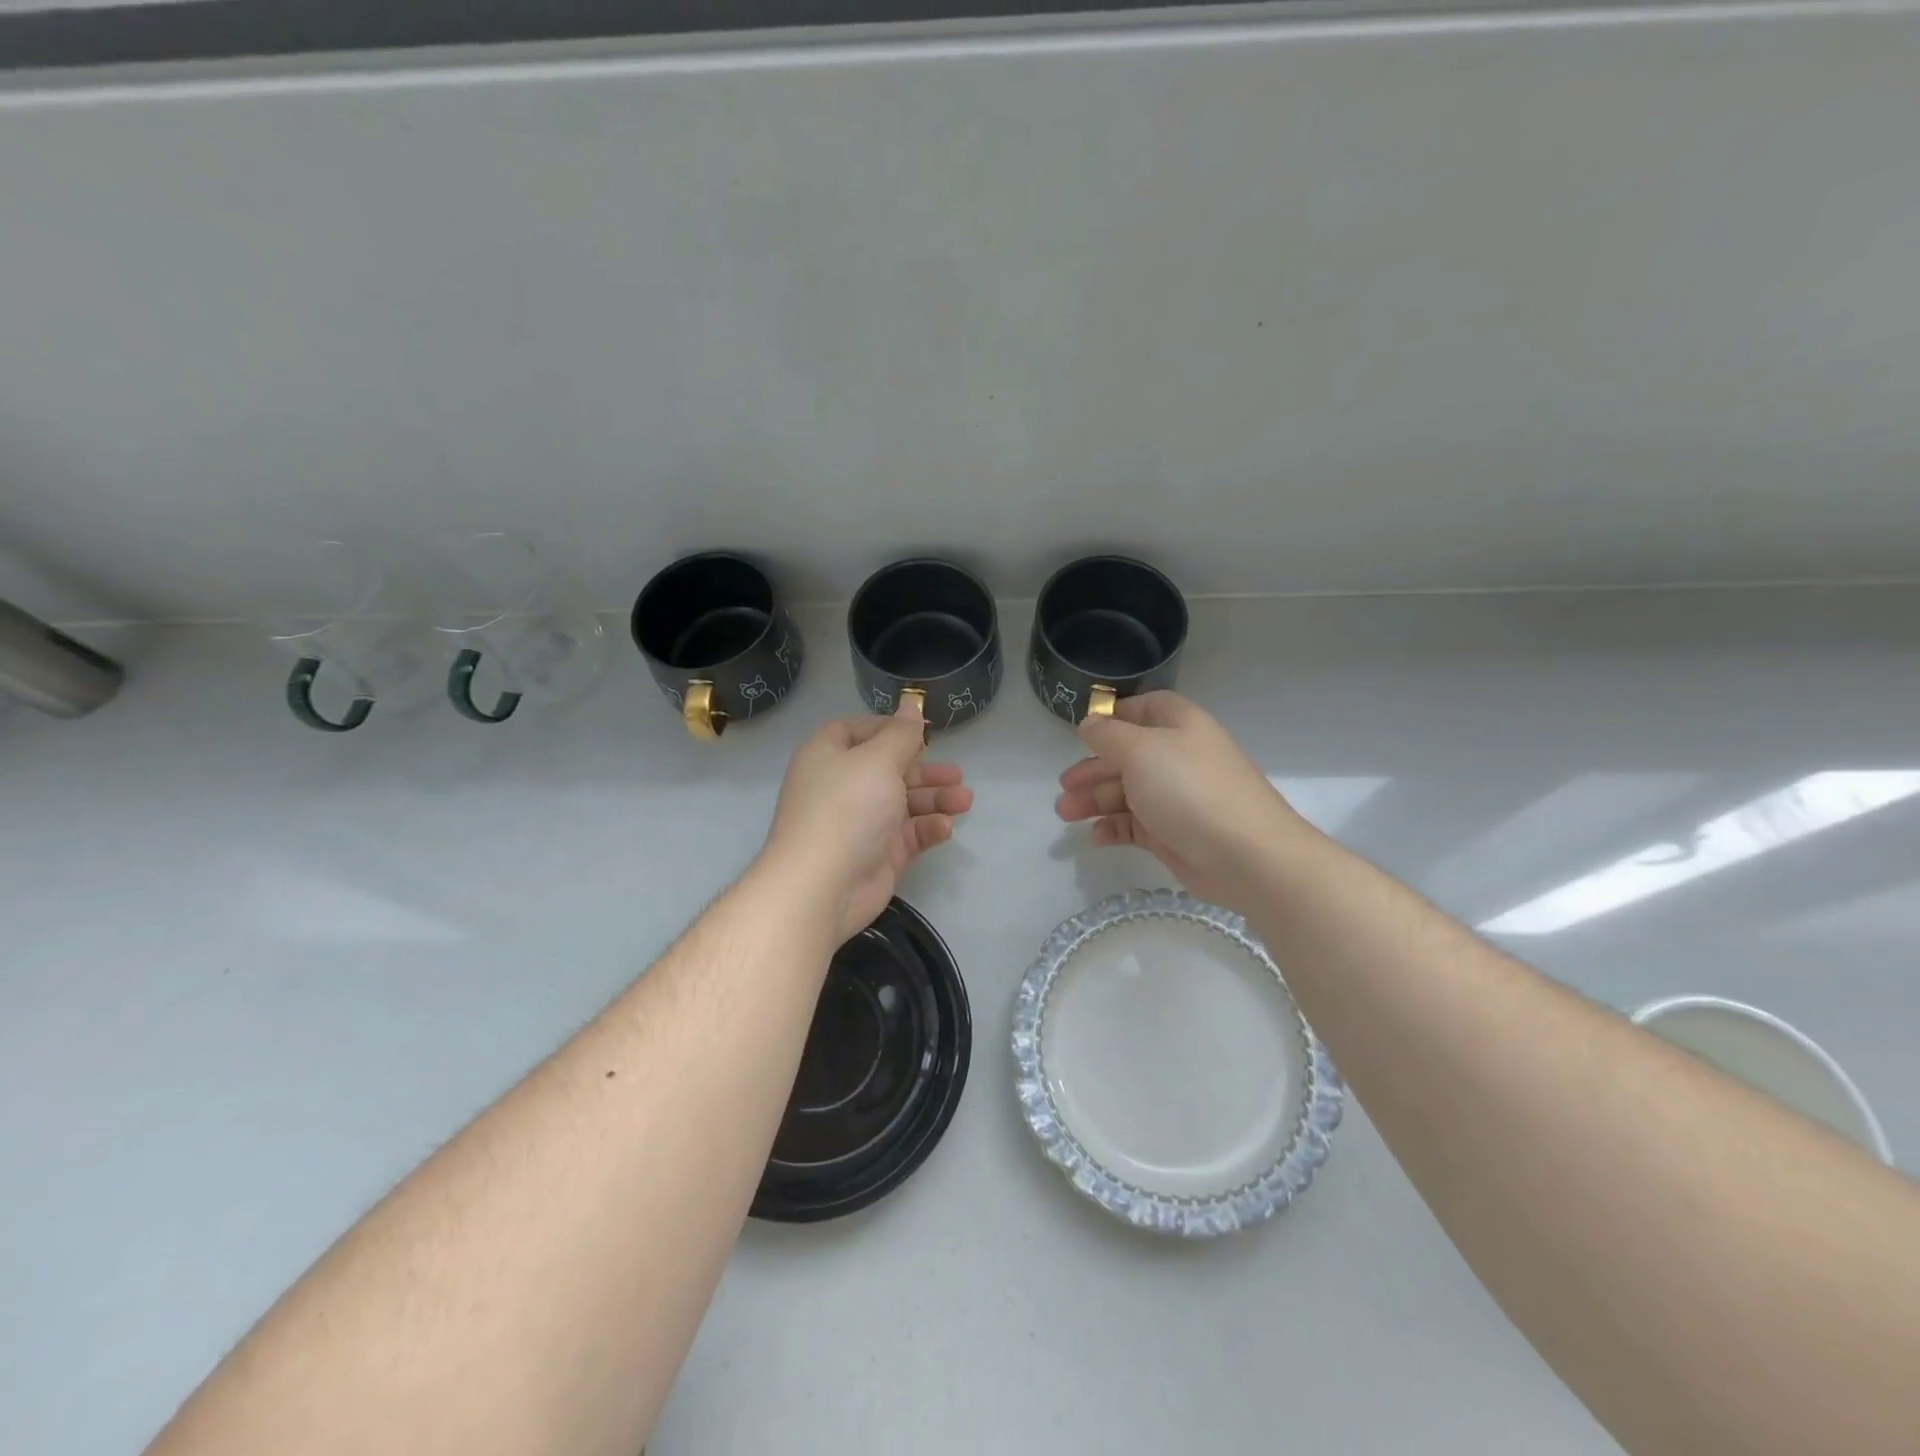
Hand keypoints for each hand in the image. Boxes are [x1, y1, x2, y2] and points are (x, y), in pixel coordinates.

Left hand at [760, 699, 972, 942]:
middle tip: (956, 774)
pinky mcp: (876, 854)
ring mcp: (860, 823)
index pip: (858, 730)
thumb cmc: (847, 808)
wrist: (822, 886)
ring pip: (903, 802)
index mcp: (829, 756)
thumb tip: (912, 703)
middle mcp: (842, 786)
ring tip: (965, 800)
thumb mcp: (878, 760)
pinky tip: (945, 828)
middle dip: (924, 770)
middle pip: (888, 768)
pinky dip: (926, 829)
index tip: (922, 732)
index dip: (890, 728)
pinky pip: (907, 834)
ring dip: (934, 799)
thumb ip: (902, 733)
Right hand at [1055, 691, 1306, 909]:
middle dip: (1092, 769)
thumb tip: (1090, 723)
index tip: (1082, 733)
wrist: (1245, 855)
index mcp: (1179, 725)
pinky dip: (1114, 827)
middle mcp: (1178, 757)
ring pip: (1127, 792)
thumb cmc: (1189, 789)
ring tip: (1065, 814)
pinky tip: (1096, 836)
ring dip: (1095, 800)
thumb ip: (1108, 735)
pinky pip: (1136, 825)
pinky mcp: (1174, 834)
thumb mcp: (1140, 750)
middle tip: (1064, 786)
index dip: (1112, 717)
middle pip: (1127, 755)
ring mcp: (1177, 797)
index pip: (1143, 709)